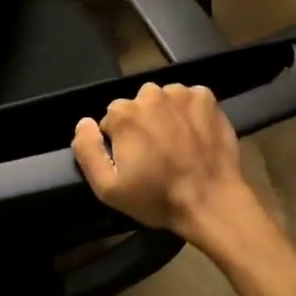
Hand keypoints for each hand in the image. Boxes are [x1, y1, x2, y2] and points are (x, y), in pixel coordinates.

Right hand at [72, 83, 262, 256]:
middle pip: (136, 106)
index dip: (119, 142)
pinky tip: (194, 134)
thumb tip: (84, 123)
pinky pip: (189, 98)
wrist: (211, 202)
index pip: (111, 120)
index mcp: (123, 114)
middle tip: (156, 155)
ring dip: (165, 116)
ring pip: (163, 100)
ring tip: (177, 145)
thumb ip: (86, 150)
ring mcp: (180, 93)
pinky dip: (189, 112)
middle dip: (141, 125)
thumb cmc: (157, 197)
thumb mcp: (107, 188)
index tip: (134, 162)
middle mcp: (150, 94)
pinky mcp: (206, 98)